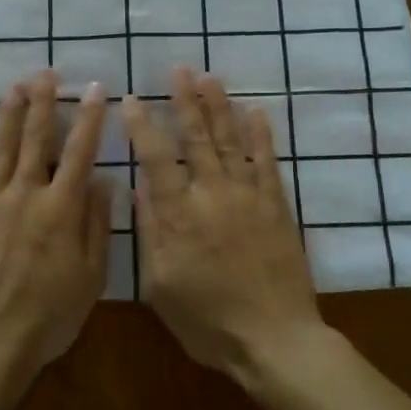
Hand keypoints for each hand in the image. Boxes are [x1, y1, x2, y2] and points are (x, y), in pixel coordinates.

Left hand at [0, 70, 113, 400]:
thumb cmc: (48, 316)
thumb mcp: (91, 277)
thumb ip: (97, 225)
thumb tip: (103, 181)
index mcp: (62, 209)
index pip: (80, 152)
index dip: (89, 118)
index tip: (95, 89)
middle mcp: (26, 195)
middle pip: (36, 140)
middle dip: (43, 103)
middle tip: (45, 72)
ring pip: (2, 149)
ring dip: (10, 115)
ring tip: (14, 85)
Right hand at [122, 67, 322, 383]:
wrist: (275, 339)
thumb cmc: (208, 322)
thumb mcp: (161, 286)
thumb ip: (150, 233)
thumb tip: (139, 187)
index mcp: (179, 216)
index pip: (156, 159)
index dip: (144, 127)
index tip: (133, 99)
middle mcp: (213, 195)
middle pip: (197, 139)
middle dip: (186, 101)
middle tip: (179, 70)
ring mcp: (248, 197)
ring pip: (230, 142)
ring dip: (220, 107)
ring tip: (210, 77)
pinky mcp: (276, 206)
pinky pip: (267, 162)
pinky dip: (261, 135)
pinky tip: (256, 111)